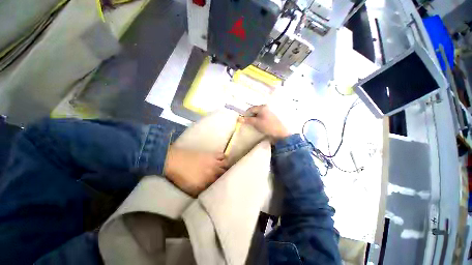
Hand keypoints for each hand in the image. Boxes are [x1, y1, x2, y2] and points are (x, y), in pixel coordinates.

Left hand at [164, 147, 227, 196]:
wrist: (175, 161)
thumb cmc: (180, 177)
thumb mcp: (190, 189)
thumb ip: (201, 192)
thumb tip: (208, 192)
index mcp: (208, 182)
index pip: (219, 185)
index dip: (222, 185)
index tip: (223, 186)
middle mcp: (213, 172)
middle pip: (225, 174)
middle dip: (226, 176)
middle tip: (226, 178)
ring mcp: (214, 162)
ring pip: (226, 164)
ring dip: (227, 167)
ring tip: (226, 169)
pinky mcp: (212, 154)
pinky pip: (223, 155)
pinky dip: (225, 158)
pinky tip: (223, 160)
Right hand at [239, 105, 290, 141]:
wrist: (280, 133)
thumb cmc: (268, 126)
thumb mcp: (256, 123)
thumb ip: (247, 120)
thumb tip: (239, 118)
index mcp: (262, 107)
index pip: (251, 109)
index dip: (245, 114)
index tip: (243, 121)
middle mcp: (266, 108)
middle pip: (254, 111)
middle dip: (250, 117)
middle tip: (247, 123)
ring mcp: (269, 113)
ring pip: (258, 115)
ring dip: (254, 119)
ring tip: (252, 125)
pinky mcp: (270, 118)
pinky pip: (262, 118)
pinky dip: (258, 121)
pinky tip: (258, 126)